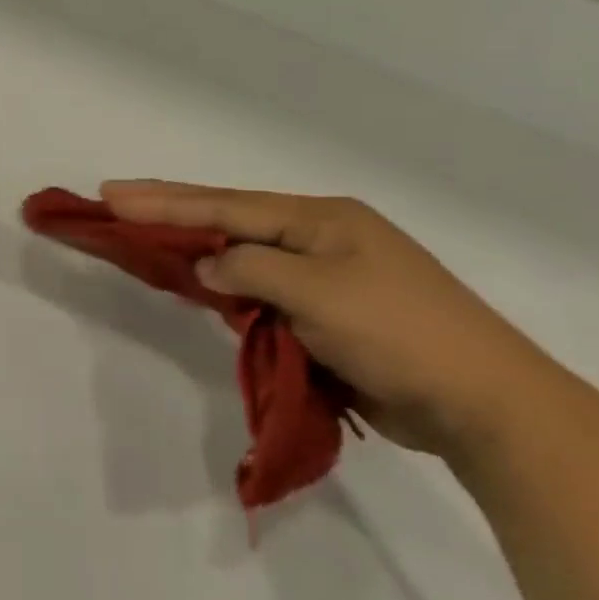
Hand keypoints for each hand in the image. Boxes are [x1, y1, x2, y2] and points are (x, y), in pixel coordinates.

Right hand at [100, 180, 555, 455]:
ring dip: (196, 248)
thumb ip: (251, 270)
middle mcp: (320, 238)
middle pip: (230, 219)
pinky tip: (199, 283)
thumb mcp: (318, 294)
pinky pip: (260, 293)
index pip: (226, 205)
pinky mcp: (326, 315)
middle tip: (115, 199)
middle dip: (172, 210)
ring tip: (145, 235)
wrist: (485, 405)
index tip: (113, 193)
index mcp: (322, 219)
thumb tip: (208, 264)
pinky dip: (226, 289)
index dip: (165, 200)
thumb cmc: (401, 335)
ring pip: (243, 256)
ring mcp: (325, 276)